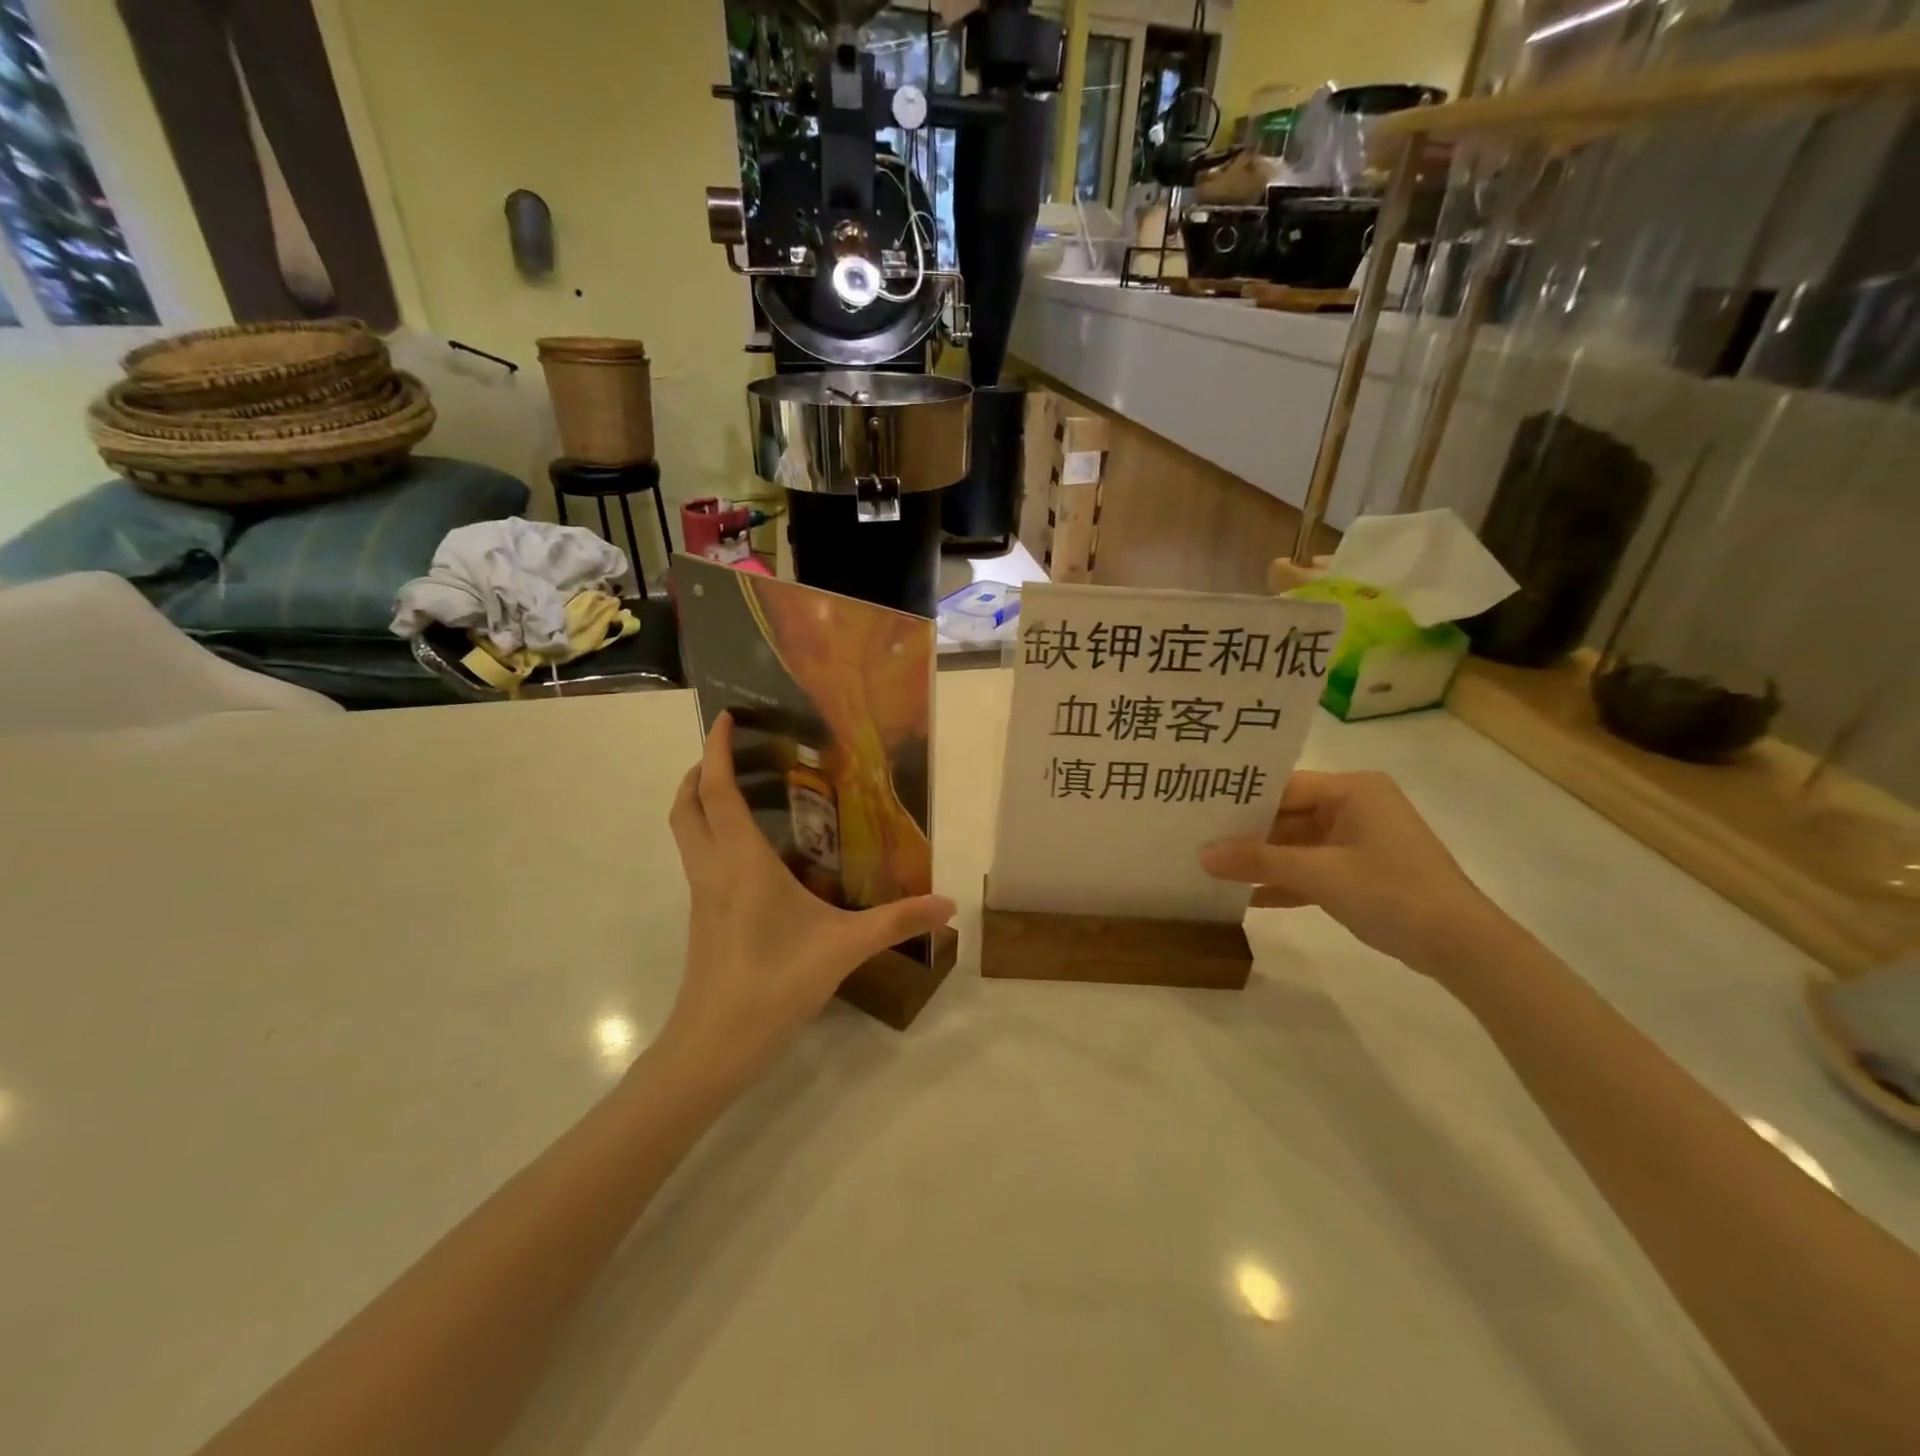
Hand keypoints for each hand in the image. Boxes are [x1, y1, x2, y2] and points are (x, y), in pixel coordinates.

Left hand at [660, 713, 956, 1083]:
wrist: (712, 1049)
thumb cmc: (773, 986)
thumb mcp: (843, 949)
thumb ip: (896, 922)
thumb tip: (948, 904)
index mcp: (741, 863)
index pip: (716, 791)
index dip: (714, 749)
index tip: (726, 716)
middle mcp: (712, 870)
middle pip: (686, 805)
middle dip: (699, 770)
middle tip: (733, 752)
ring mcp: (701, 896)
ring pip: (686, 833)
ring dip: (701, 802)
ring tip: (743, 790)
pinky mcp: (702, 919)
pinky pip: (699, 858)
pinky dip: (712, 834)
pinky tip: (753, 853)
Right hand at [1200, 770, 1500, 975]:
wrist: (1462, 947)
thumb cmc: (1392, 891)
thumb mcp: (1320, 874)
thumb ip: (1259, 861)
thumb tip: (1202, 854)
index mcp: (1353, 790)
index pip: (1284, 786)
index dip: (1242, 799)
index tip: (1198, 808)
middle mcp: (1355, 808)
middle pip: (1287, 815)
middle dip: (1246, 834)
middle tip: (1195, 839)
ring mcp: (1358, 842)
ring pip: (1296, 846)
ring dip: (1261, 862)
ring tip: (1209, 867)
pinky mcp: (1359, 874)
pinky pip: (1310, 871)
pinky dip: (1283, 883)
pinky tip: (1244, 898)